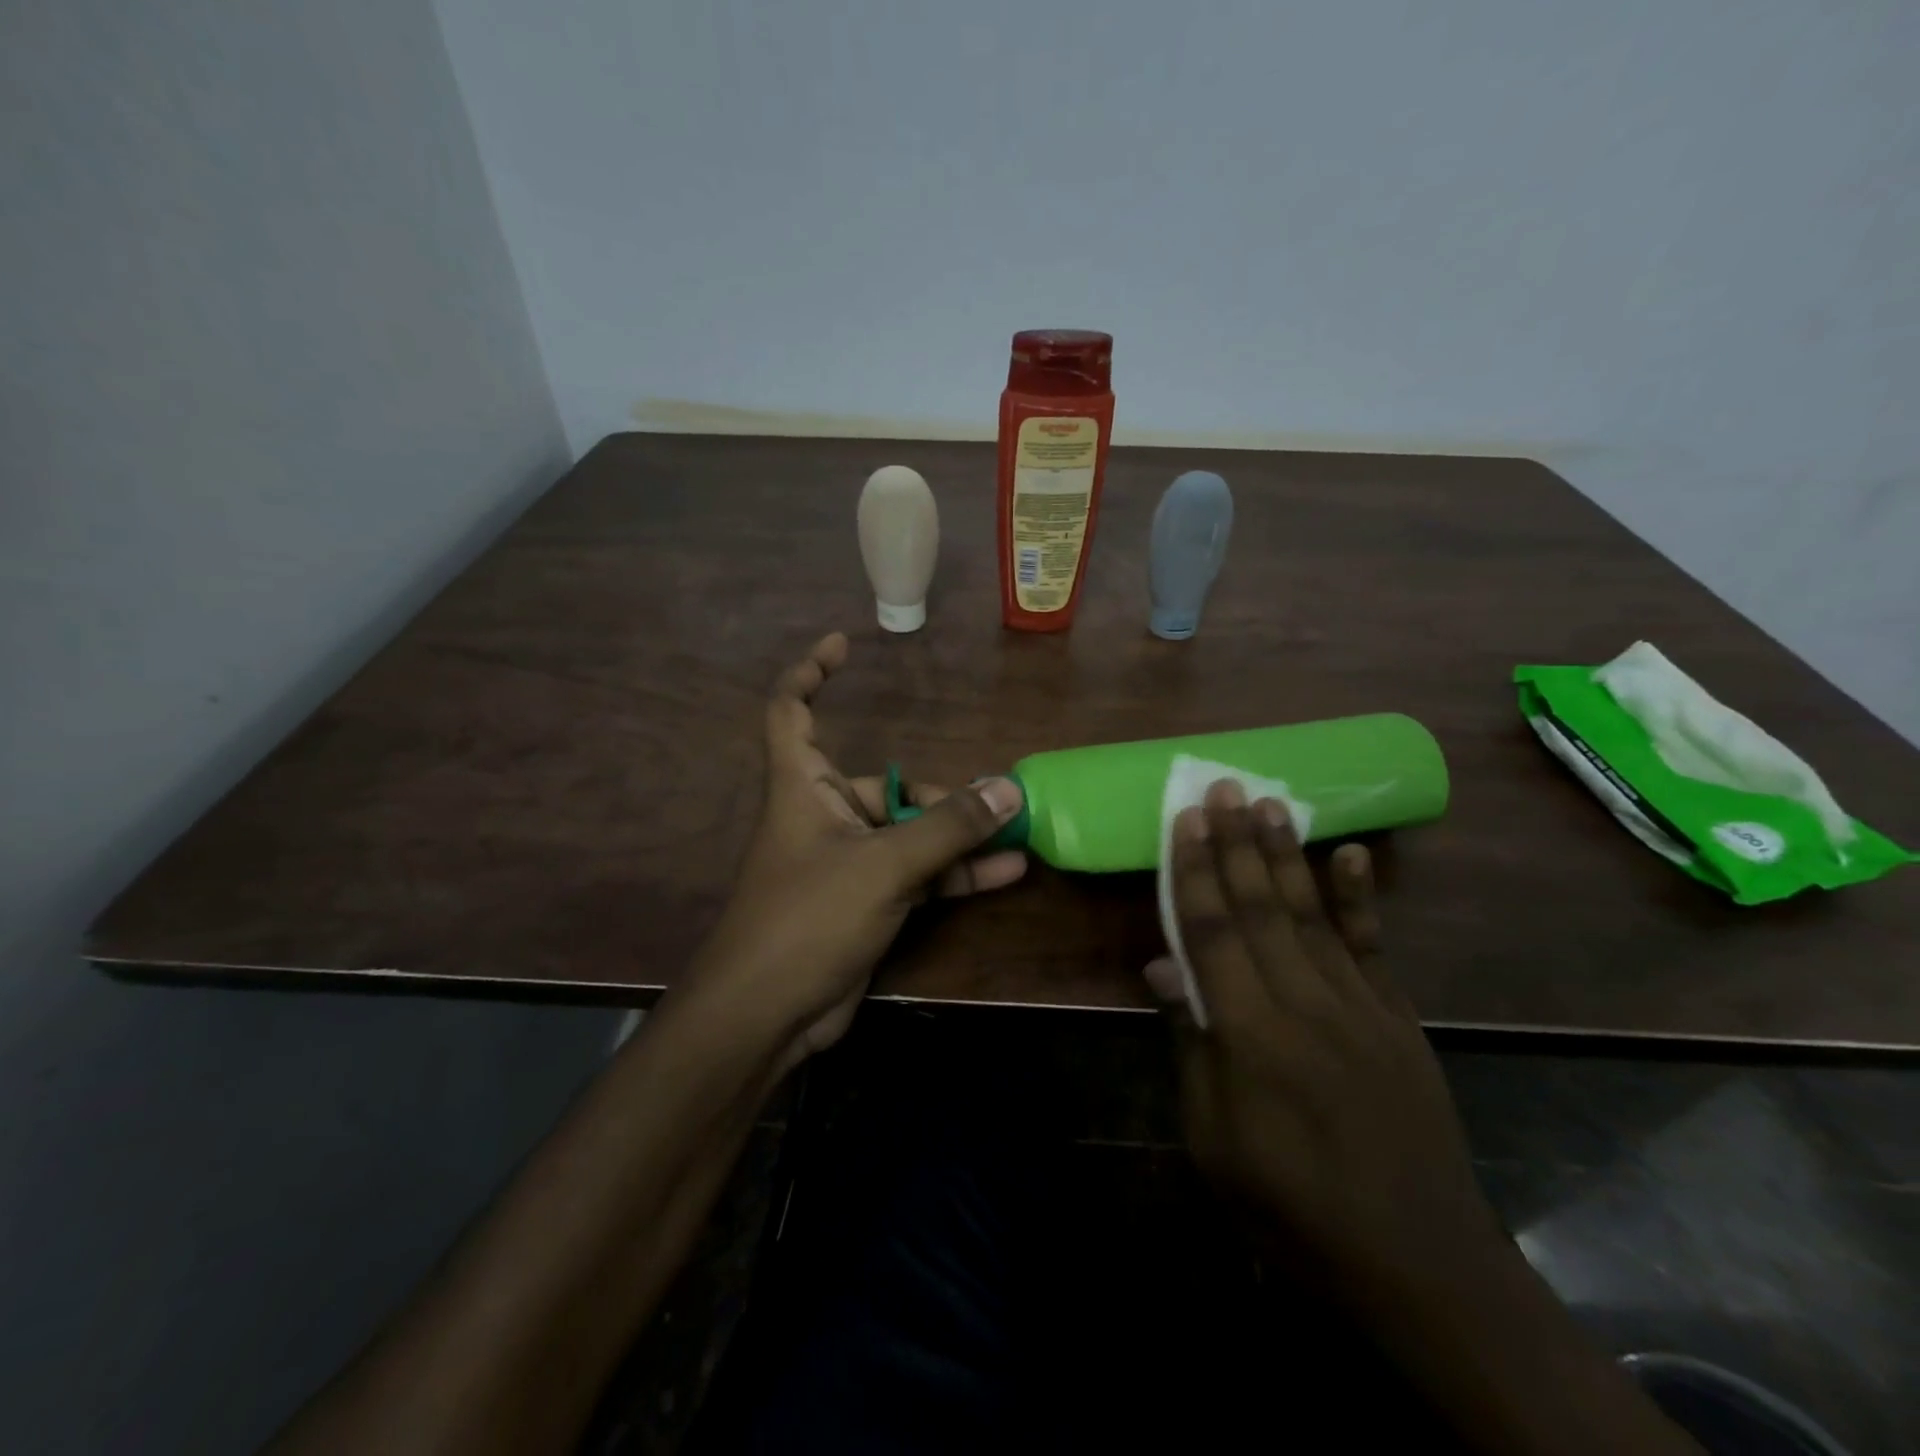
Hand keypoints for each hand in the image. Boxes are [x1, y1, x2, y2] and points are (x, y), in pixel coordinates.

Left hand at [685, 633, 1026, 1067]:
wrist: (767, 1016)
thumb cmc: (807, 919)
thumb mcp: (882, 865)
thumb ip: (946, 828)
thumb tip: (1006, 789)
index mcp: (802, 787)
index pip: (790, 710)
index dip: (810, 672)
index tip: (844, 645)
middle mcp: (823, 816)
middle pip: (882, 785)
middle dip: (935, 795)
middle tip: (990, 808)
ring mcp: (846, 863)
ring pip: (908, 835)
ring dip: (957, 836)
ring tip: (1013, 833)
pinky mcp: (865, 904)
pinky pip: (917, 875)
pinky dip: (955, 874)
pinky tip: (1005, 872)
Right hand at [1144, 781, 1505, 1312]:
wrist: (1419, 1266)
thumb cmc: (1293, 1210)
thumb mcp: (1214, 1142)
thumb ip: (1192, 1045)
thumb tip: (1164, 966)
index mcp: (1251, 1036)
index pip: (1212, 933)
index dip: (1193, 872)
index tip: (1182, 819)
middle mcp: (1305, 1005)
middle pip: (1262, 908)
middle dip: (1236, 844)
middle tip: (1223, 787)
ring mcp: (1360, 1008)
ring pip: (1313, 914)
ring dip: (1288, 854)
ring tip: (1271, 802)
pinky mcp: (1398, 1020)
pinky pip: (1373, 947)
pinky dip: (1360, 898)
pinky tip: (1352, 854)